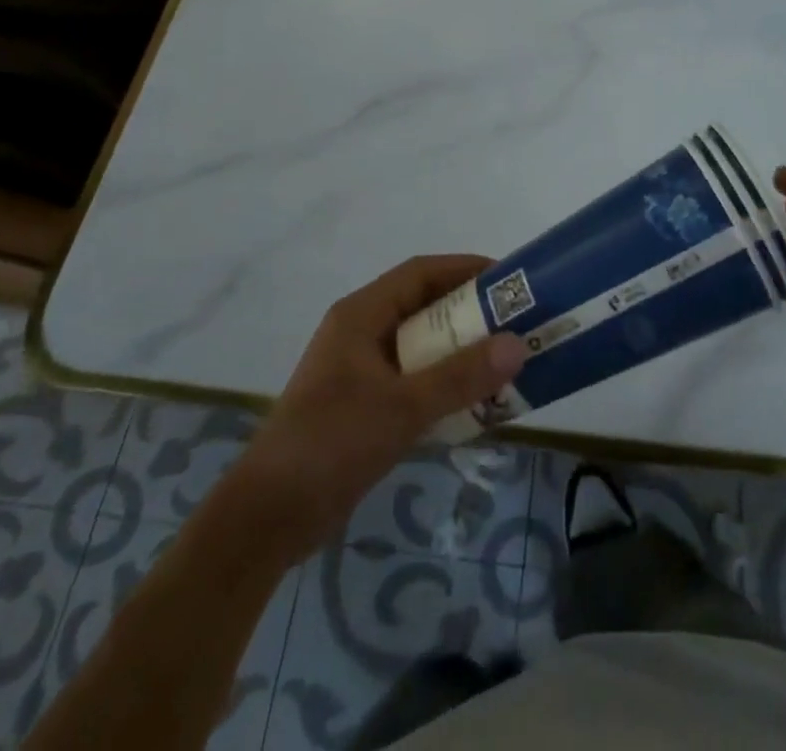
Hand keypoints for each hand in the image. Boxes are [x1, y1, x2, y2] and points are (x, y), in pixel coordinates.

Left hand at [230, 255, 529, 559]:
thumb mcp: (402, 407)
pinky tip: (474, 403)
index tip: (508, 281)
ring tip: (505, 362)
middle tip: (515, 324)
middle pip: (424, 307)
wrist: (268, 517)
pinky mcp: (363, 404)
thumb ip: (460, 376)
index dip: (464, 269)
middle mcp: (361, 332)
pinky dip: (443, 384)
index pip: (420, 272)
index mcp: (361, 315)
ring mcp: (360, 370)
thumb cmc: (332, 443)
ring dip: (459, 352)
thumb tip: (517, 345)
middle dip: (470, 313)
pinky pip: (413, 380)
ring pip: (420, 346)